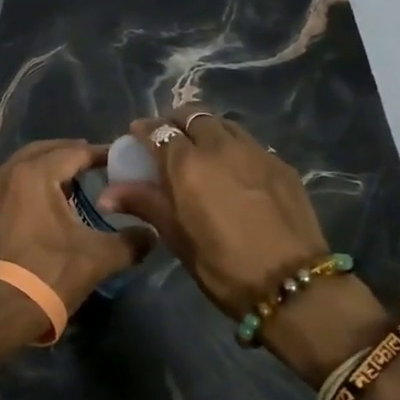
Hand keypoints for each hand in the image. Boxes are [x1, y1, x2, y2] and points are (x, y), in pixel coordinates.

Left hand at [0, 139, 153, 316]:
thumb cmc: (49, 274)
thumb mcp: (98, 258)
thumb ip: (131, 241)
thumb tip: (151, 233)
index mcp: (35, 174)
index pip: (73, 152)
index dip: (98, 154)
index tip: (118, 159)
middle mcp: (7, 174)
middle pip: (43, 152)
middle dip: (69, 154)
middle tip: (94, 163)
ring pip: (22, 168)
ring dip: (46, 169)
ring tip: (72, 183)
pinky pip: (9, 187)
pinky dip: (28, 186)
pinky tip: (43, 206)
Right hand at [95, 109, 328, 319]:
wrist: (293, 284)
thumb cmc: (223, 266)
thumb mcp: (177, 238)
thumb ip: (145, 204)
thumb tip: (106, 194)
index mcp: (187, 163)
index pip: (158, 130)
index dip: (144, 131)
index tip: (137, 138)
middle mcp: (220, 146)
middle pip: (192, 115)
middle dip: (176, 122)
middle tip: (169, 142)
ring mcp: (255, 151)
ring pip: (223, 123)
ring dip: (206, 129)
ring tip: (202, 151)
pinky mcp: (281, 164)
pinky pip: (249, 142)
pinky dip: (233, 146)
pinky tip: (234, 171)